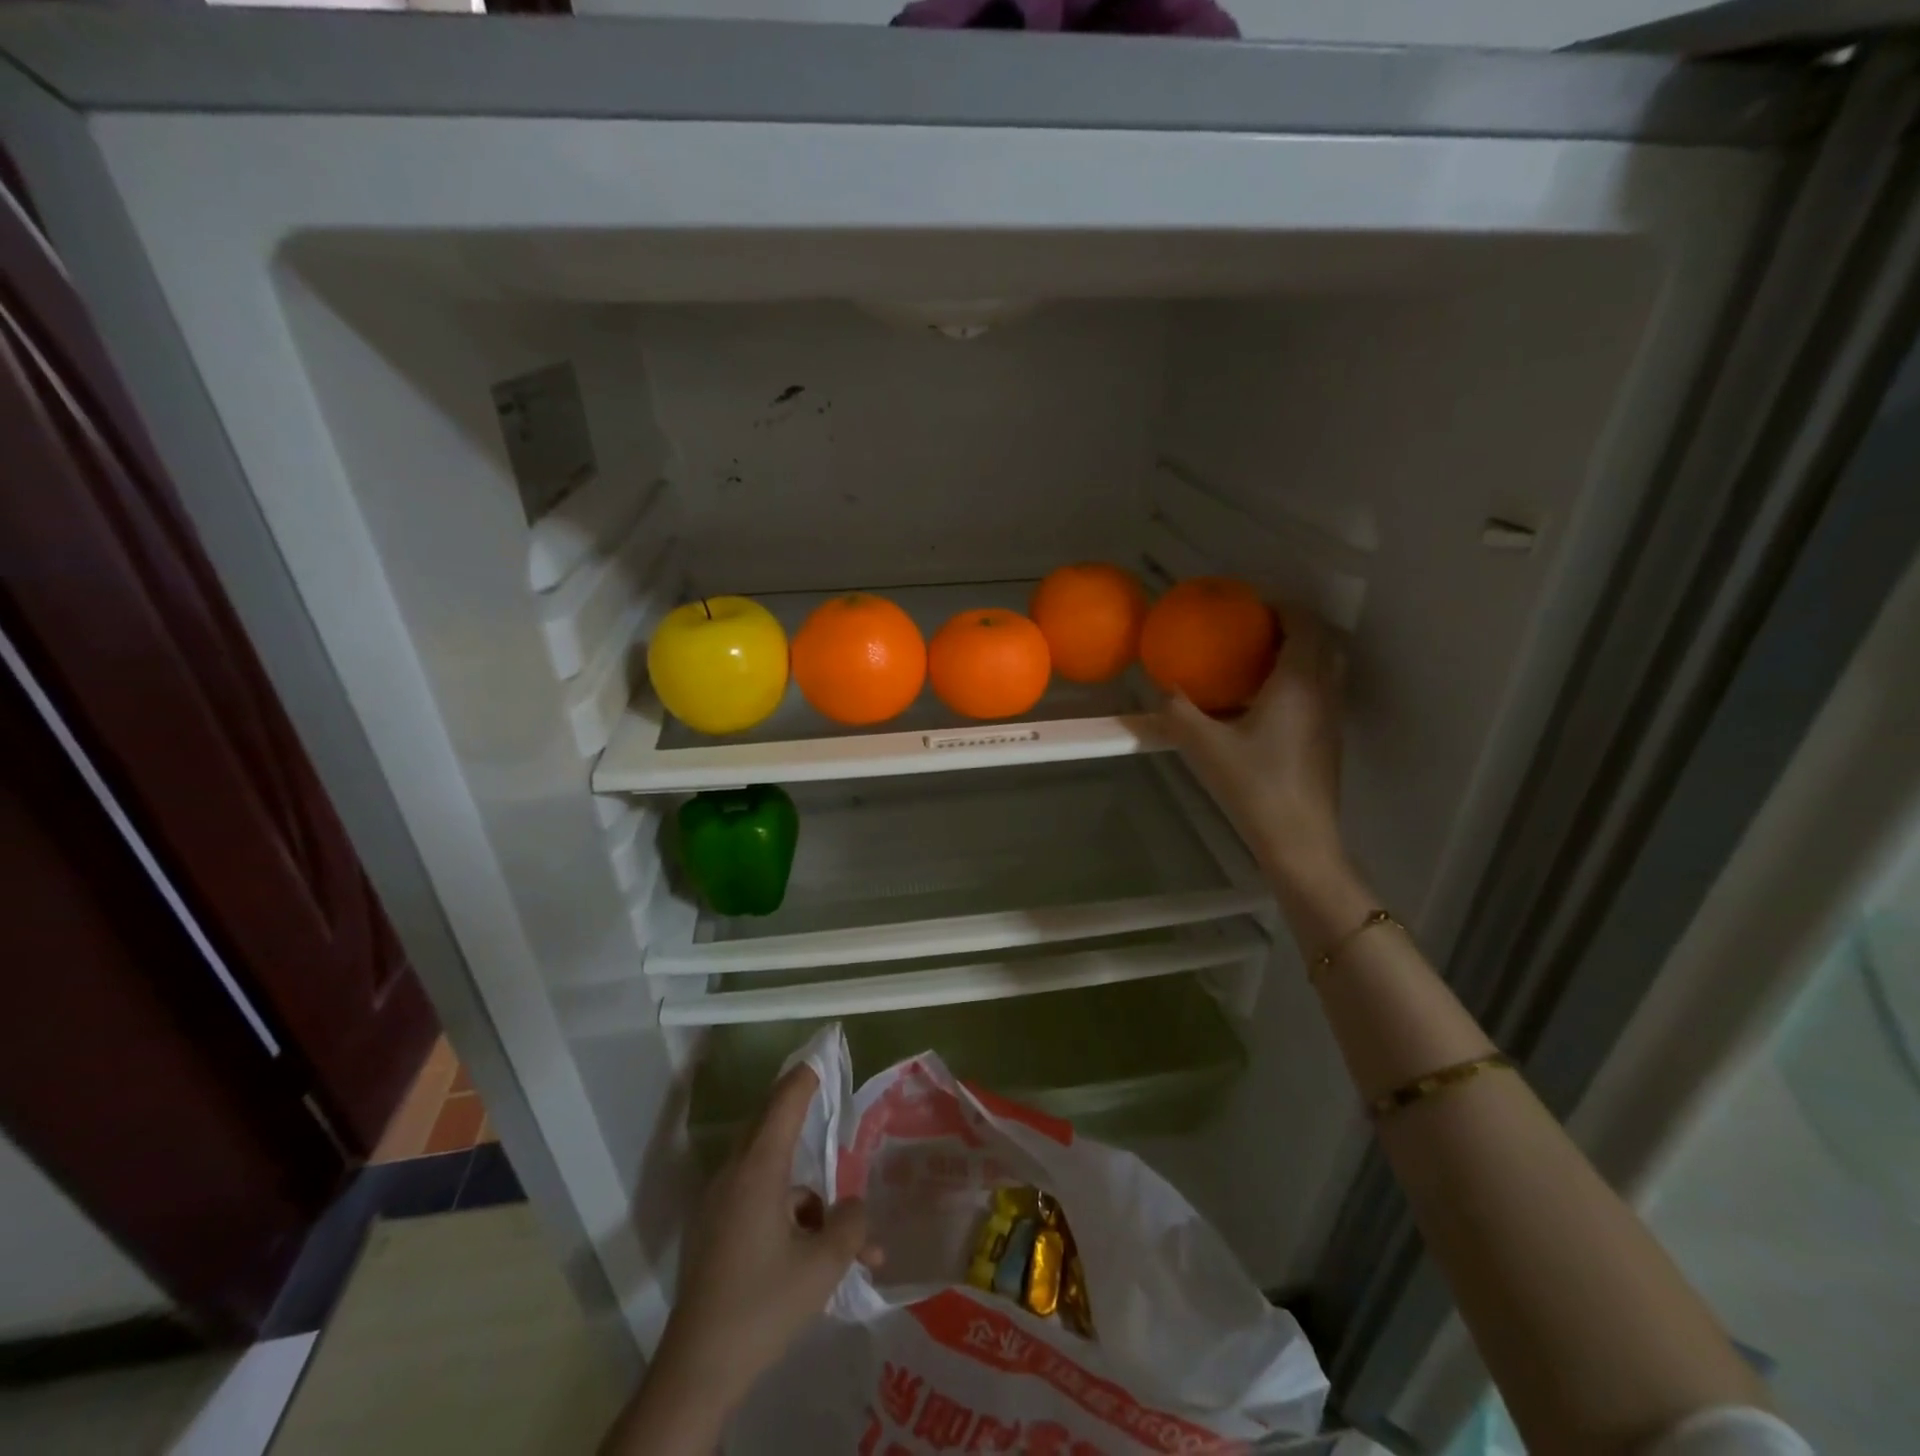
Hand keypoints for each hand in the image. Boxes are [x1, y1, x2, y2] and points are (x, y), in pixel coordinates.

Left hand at [656, 1063, 880, 1413]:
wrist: (697, 1371)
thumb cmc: (763, 1306)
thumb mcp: (823, 1265)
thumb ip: (851, 1225)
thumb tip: (856, 1208)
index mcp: (758, 1170)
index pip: (784, 1102)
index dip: (805, 1075)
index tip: (822, 1053)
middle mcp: (734, 1175)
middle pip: (771, 1127)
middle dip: (802, 1115)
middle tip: (829, 1102)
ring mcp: (719, 1204)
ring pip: (770, 1174)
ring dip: (807, 1194)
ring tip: (847, 1242)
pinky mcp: (714, 1232)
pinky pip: (757, 1201)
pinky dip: (787, 1214)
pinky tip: (814, 1256)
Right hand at [1161, 603, 1348, 893]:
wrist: (1298, 839)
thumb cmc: (1253, 785)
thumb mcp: (1203, 746)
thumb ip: (1178, 711)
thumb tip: (1161, 688)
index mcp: (1299, 682)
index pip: (1304, 623)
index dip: (1282, 607)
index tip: (1251, 607)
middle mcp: (1323, 691)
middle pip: (1320, 640)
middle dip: (1290, 626)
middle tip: (1252, 631)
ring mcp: (1331, 717)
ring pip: (1324, 667)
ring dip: (1296, 654)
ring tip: (1255, 662)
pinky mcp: (1329, 739)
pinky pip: (1319, 691)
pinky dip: (1297, 681)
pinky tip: (1262, 704)